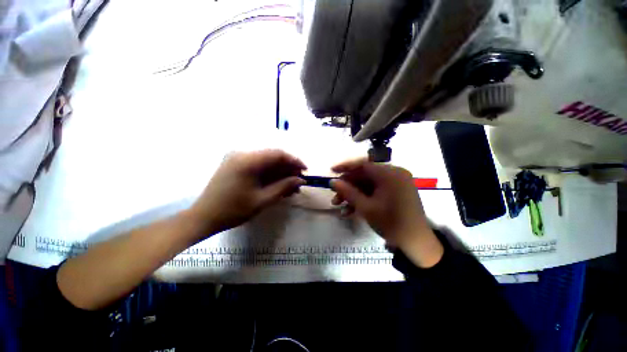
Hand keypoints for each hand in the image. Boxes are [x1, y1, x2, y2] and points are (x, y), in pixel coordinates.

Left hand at [187, 150, 306, 236]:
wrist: (204, 217)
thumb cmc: (233, 210)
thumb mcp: (262, 199)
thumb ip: (284, 187)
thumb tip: (301, 180)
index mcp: (248, 161)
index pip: (278, 154)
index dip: (294, 161)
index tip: (305, 171)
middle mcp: (243, 155)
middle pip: (273, 157)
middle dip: (288, 169)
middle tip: (298, 182)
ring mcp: (238, 159)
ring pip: (267, 163)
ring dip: (280, 174)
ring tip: (291, 187)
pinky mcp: (236, 166)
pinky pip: (258, 167)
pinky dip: (270, 176)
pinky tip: (278, 186)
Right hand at [330, 159, 442, 267]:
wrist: (416, 243)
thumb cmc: (391, 223)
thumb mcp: (365, 207)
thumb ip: (348, 192)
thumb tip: (332, 181)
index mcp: (390, 174)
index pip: (363, 164)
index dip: (345, 167)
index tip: (332, 171)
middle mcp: (394, 174)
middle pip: (364, 176)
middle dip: (348, 187)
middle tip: (335, 197)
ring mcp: (395, 183)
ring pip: (368, 185)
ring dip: (353, 195)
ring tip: (339, 206)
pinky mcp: (395, 192)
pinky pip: (375, 191)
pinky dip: (363, 199)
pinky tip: (350, 211)